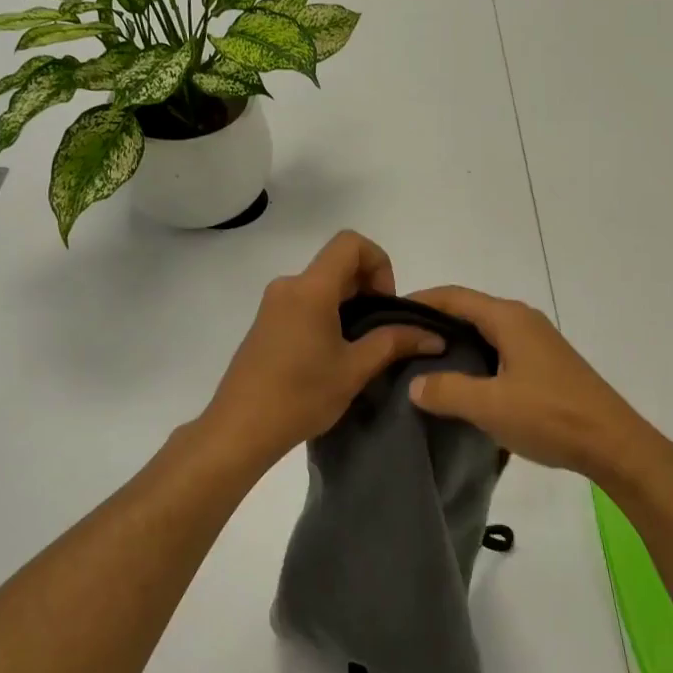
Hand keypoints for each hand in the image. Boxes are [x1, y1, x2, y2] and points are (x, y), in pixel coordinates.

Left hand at [201, 232, 445, 466]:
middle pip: (337, 263)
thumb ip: (394, 343)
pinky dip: (328, 313)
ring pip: (321, 284)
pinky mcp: (265, 323)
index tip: (385, 303)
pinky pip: (305, 302)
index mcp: (311, 289)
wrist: (239, 429)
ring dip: (349, 303)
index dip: (379, 263)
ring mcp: (273, 304)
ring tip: (360, 346)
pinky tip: (332, 354)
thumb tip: (433, 335)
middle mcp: (289, 286)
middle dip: (368, 286)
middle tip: (381, 329)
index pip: (351, 243)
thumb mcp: (354, 370)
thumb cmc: (300, 396)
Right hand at [405, 286, 672, 485]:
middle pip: (468, 310)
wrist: (613, 443)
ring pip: (484, 332)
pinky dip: (474, 358)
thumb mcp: (490, 406)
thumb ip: (446, 391)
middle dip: (433, 322)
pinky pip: (499, 349)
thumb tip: (414, 384)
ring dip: (454, 343)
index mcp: (509, 318)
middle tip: (398, 344)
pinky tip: (460, 383)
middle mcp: (523, 320)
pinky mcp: (544, 363)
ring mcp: (537, 342)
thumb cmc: (550, 416)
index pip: (453, 297)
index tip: (386, 316)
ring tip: (421, 364)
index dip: (419, 301)